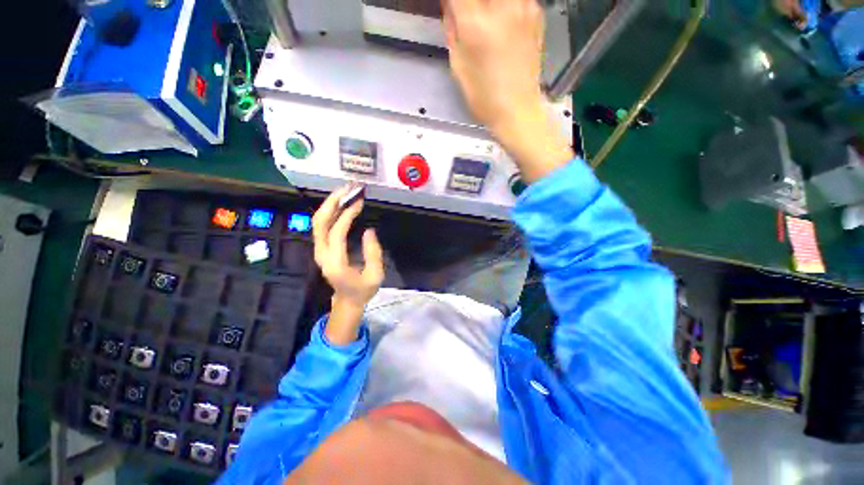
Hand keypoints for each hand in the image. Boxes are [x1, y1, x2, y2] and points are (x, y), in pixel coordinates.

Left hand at [312, 186, 383, 343]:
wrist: (347, 300)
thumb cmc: (363, 290)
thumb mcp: (376, 275)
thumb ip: (373, 253)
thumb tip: (369, 231)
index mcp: (336, 264)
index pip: (336, 234)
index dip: (347, 216)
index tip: (359, 202)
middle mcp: (322, 255)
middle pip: (319, 223)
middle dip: (332, 203)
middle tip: (347, 189)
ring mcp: (319, 251)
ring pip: (318, 222)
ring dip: (330, 205)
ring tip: (345, 192)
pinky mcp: (322, 248)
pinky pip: (322, 226)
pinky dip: (331, 212)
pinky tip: (341, 204)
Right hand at [443, 0, 572, 182]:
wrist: (517, 110)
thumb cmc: (483, 96)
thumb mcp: (458, 65)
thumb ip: (452, 26)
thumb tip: (451, 4)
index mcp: (476, 22)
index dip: (452, 0)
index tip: (451, 9)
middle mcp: (502, 5)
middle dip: (471, 3)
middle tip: (468, 16)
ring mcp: (524, 4)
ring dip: (487, 4)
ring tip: (484, 20)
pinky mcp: (536, 11)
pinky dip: (505, 5)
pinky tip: (503, 21)